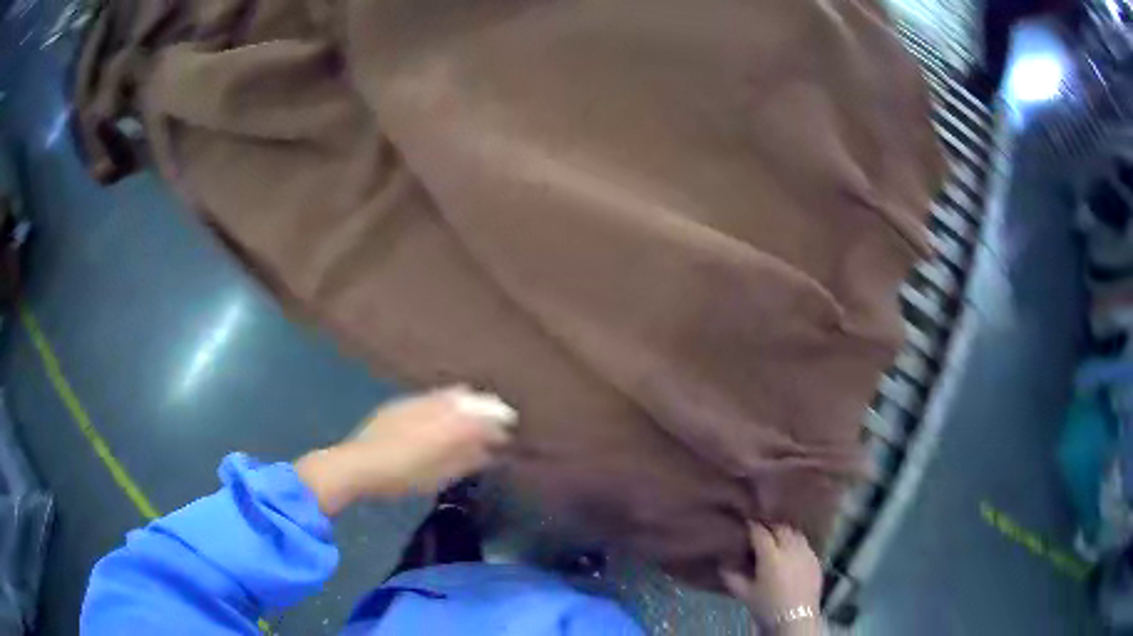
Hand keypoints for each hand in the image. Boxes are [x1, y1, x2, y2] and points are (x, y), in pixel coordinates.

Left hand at [295, 386, 515, 514]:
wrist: (355, 465)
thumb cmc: (400, 476)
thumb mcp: (438, 474)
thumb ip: (466, 459)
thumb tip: (491, 449)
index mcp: (442, 423)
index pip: (479, 413)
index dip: (496, 418)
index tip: (509, 425)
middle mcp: (430, 406)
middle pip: (465, 399)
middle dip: (485, 406)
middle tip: (498, 419)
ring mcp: (412, 403)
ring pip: (448, 396)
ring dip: (466, 403)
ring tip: (475, 415)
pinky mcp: (398, 407)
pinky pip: (430, 398)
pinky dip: (445, 403)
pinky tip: (445, 414)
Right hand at [722, 523, 822, 634]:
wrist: (795, 618)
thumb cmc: (767, 606)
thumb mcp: (745, 594)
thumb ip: (732, 577)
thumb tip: (723, 564)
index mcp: (770, 556)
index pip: (760, 533)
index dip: (752, 527)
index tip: (746, 524)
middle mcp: (790, 549)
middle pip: (780, 528)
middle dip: (769, 527)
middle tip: (761, 531)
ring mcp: (806, 552)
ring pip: (795, 533)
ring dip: (784, 533)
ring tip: (777, 539)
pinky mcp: (816, 559)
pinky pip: (805, 544)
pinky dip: (796, 543)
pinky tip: (791, 552)